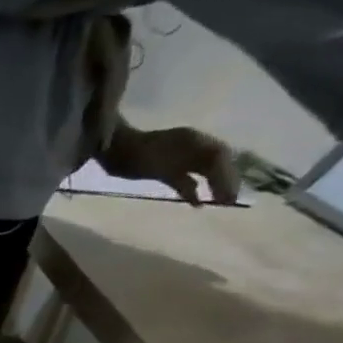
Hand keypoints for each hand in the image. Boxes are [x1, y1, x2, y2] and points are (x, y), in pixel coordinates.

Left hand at [101, 125, 241, 205]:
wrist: (111, 150)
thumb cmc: (132, 155)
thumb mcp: (158, 165)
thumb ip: (180, 176)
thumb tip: (203, 188)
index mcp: (193, 140)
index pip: (219, 156)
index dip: (226, 174)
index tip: (230, 191)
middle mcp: (191, 146)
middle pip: (215, 163)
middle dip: (225, 180)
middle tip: (231, 200)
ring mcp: (178, 157)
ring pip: (203, 171)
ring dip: (213, 185)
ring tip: (221, 202)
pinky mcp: (165, 169)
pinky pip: (184, 179)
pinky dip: (192, 190)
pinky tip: (198, 203)